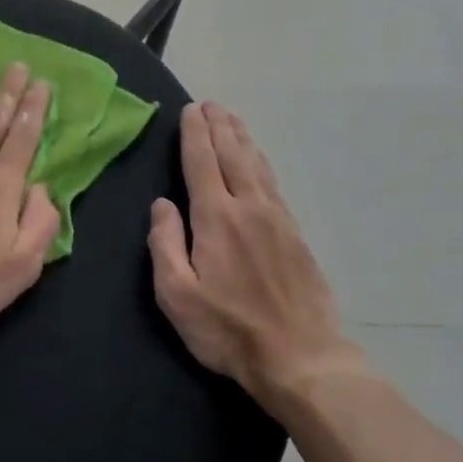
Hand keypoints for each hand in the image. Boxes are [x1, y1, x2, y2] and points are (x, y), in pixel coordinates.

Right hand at [148, 102, 369, 411]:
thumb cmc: (228, 330)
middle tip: (210, 104)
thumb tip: (161, 204)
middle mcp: (249, 208)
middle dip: (219, 127)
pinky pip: (273, 184)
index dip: (194, 134)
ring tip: (231, 120)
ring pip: (257, 166)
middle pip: (233, 155)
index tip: (190, 110)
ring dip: (242, 139)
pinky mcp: (295, 235)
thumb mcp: (177, 295)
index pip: (201, 163)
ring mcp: (277, 219)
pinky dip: (261, 163)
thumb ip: (165, 244)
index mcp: (217, 218)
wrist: (301, 357)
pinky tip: (257, 162)